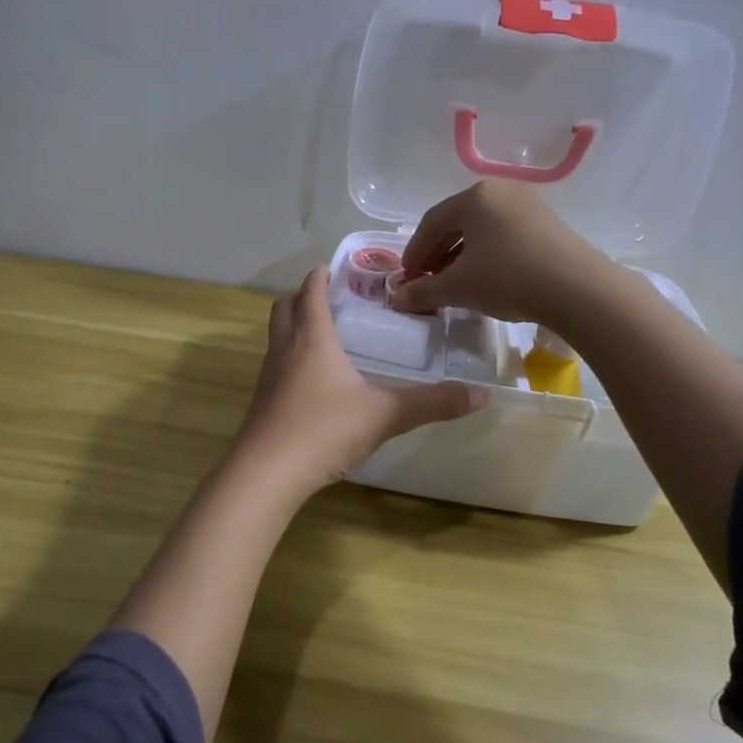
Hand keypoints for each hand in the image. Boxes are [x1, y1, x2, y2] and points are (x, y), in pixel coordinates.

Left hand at [234, 267, 484, 496]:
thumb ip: (432, 403)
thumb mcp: (385, 415)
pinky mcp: (262, 402)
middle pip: (285, 306)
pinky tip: (315, 381)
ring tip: (327, 336)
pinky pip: (276, 365)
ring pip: (277, 336)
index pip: (310, 290)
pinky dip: (292, 358)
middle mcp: (285, 348)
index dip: (321, 275)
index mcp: (312, 337)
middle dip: (304, 296)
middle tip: (333, 299)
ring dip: (296, 326)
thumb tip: (480, 394)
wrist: (266, 473)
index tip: (337, 268)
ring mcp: (269, 375)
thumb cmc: (324, 430)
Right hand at [389, 181, 605, 324]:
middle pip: (457, 222)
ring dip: (461, 255)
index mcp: (474, 197)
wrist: (578, 290)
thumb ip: (423, 291)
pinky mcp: (547, 224)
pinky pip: (504, 235)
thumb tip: (396, 299)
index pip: (431, 222)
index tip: (406, 277)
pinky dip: (487, 255)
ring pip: (482, 230)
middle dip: (437, 253)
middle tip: (426, 280)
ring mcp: (528, 206)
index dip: (414, 251)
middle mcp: (500, 192)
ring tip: (453, 282)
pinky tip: (485, 279)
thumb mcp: (459, 287)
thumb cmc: (508, 278)